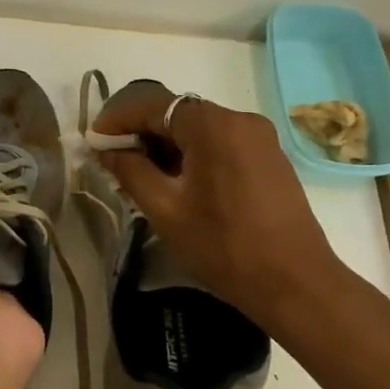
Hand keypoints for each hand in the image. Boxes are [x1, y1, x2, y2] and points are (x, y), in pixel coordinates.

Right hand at [92, 87, 346, 325]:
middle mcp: (240, 120)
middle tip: (114, 160)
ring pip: (200, 130)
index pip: (153, 105)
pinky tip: (179, 182)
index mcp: (213, 125)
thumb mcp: (165, 209)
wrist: (295, 283)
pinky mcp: (270, 158)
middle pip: (178, 114)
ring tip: (142, 175)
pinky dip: (194, 154)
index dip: (118, 119)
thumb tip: (108, 150)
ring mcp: (260, 138)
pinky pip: (221, 144)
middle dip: (142, 133)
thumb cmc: (223, 245)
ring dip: (168, 145)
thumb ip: (131, 171)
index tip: (94, 139)